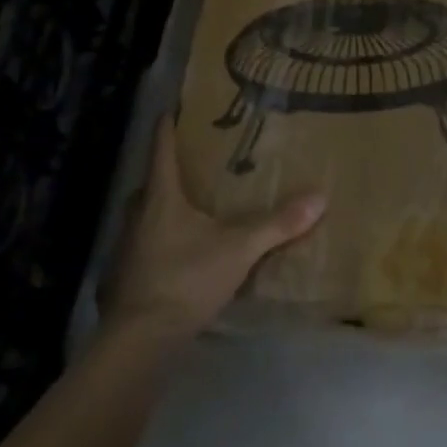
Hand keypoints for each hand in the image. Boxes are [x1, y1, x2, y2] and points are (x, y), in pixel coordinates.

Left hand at [108, 117, 326, 340]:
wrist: (141, 336)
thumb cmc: (186, 278)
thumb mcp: (239, 249)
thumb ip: (277, 224)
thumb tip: (319, 197)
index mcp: (162, 197)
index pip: (162, 150)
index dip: (167, 128)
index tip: (171, 110)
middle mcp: (139, 214)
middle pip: (152, 182)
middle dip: (169, 171)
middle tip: (194, 163)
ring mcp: (128, 245)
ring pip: (147, 213)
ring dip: (165, 206)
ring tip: (192, 205)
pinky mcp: (126, 274)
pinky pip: (146, 242)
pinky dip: (162, 237)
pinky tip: (181, 249)